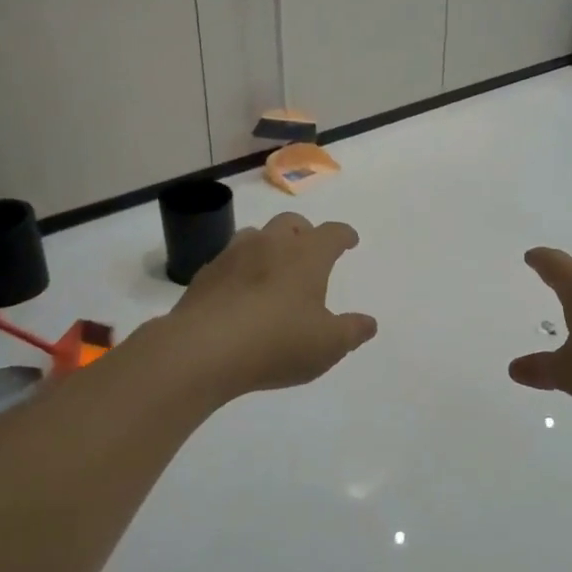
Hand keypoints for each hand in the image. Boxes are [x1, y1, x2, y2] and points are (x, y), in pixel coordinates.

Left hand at [164, 212, 377, 396]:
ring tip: (272, 267)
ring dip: (269, 244)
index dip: (344, 235)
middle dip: (304, 232)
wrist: (203, 349)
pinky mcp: (205, 274)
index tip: (349, 240)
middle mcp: (271, 244)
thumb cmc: (277, 343)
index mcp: (306, 255)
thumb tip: (369, 323)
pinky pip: (228, 260)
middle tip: (309, 250)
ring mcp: (233, 255)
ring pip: (256, 235)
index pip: (332, 233)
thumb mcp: (328, 345)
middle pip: (291, 222)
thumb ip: (352, 331)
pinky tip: (240, 291)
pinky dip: (240, 268)